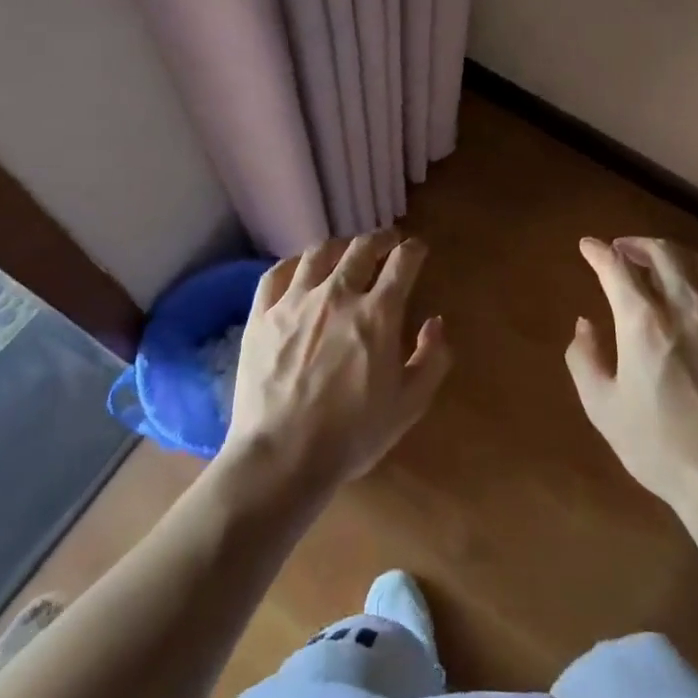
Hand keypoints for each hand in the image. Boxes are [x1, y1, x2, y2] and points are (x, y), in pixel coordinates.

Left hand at [224, 230, 449, 496]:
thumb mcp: (409, 405)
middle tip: (386, 242)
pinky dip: (293, 264)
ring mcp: (295, 301)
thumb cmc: (352, 435)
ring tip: (344, 251)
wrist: (282, 458)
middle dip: (380, 239)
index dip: (414, 249)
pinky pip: (276, 274)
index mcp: (378, 313)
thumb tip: (435, 322)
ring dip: (339, 246)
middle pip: (361, 247)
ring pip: (319, 253)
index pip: (403, 262)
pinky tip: (299, 269)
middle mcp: (338, 294)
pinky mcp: (262, 315)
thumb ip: (431, 359)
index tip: (417, 249)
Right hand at [567, 237, 697, 511]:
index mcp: (644, 322)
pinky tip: (695, 286)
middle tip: (621, 250)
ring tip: (656, 263)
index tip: (587, 246)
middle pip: (661, 252)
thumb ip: (584, 358)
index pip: (616, 267)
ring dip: (669, 254)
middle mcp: (685, 304)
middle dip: (635, 244)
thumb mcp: (603, 408)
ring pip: (695, 261)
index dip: (598, 252)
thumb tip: (585, 323)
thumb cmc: (661, 447)